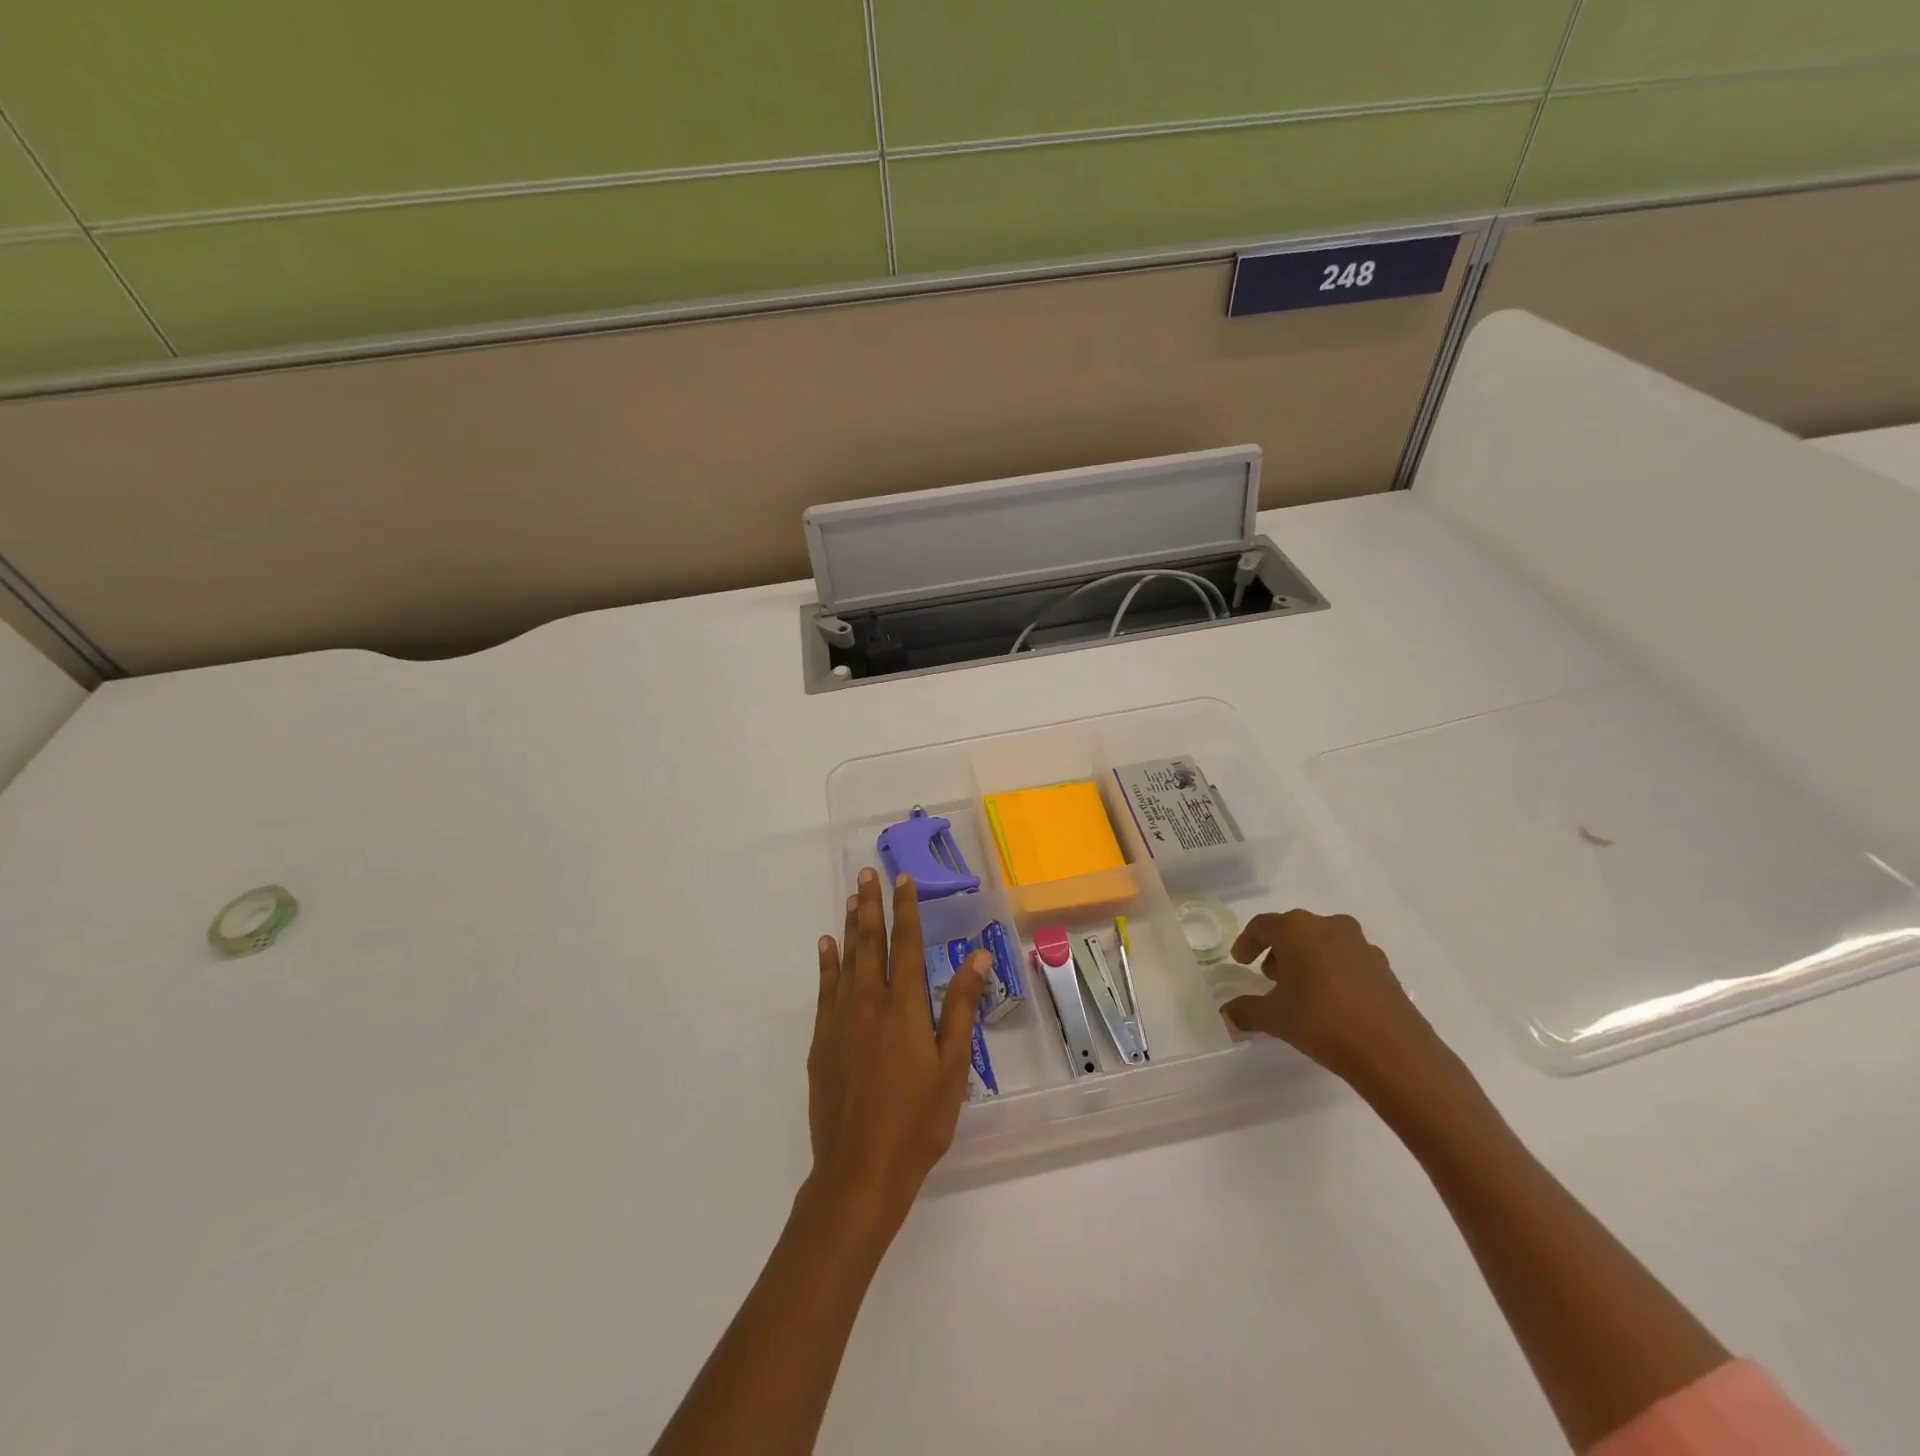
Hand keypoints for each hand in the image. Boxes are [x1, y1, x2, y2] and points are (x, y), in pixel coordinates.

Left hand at [807, 868, 990, 1232]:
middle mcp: (869, 1001)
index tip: (903, 879)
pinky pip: (825, 989)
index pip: (907, 943)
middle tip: (868, 873)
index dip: (906, 908)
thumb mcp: (952, 1066)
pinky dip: (827, 963)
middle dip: (871, 905)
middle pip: (871, 942)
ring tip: (851, 897)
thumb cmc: (918, 1120)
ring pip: (846, 959)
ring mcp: (840, 1019)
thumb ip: (962, 1007)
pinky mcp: (821, 1040)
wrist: (859, 1169)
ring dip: (850, 925)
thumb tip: (979, 957)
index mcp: (904, 1006)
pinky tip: (826, 945)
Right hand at [1221, 910, 1443, 1090]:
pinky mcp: (1383, 966)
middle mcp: (1328, 926)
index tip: (1241, 962)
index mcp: (1296, 929)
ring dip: (1307, 959)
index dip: (1247, 942)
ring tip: (1301, 990)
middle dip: (1279, 951)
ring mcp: (1360, 945)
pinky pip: (1347, 959)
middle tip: (1269, 976)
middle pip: (1294, 930)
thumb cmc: (1321, 1020)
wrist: (1392, 1049)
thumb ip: (1247, 1011)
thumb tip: (1226, 1014)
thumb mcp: (1274, 1018)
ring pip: (1323, 942)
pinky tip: (1331, 1000)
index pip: (1262, 925)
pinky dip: (1333, 971)